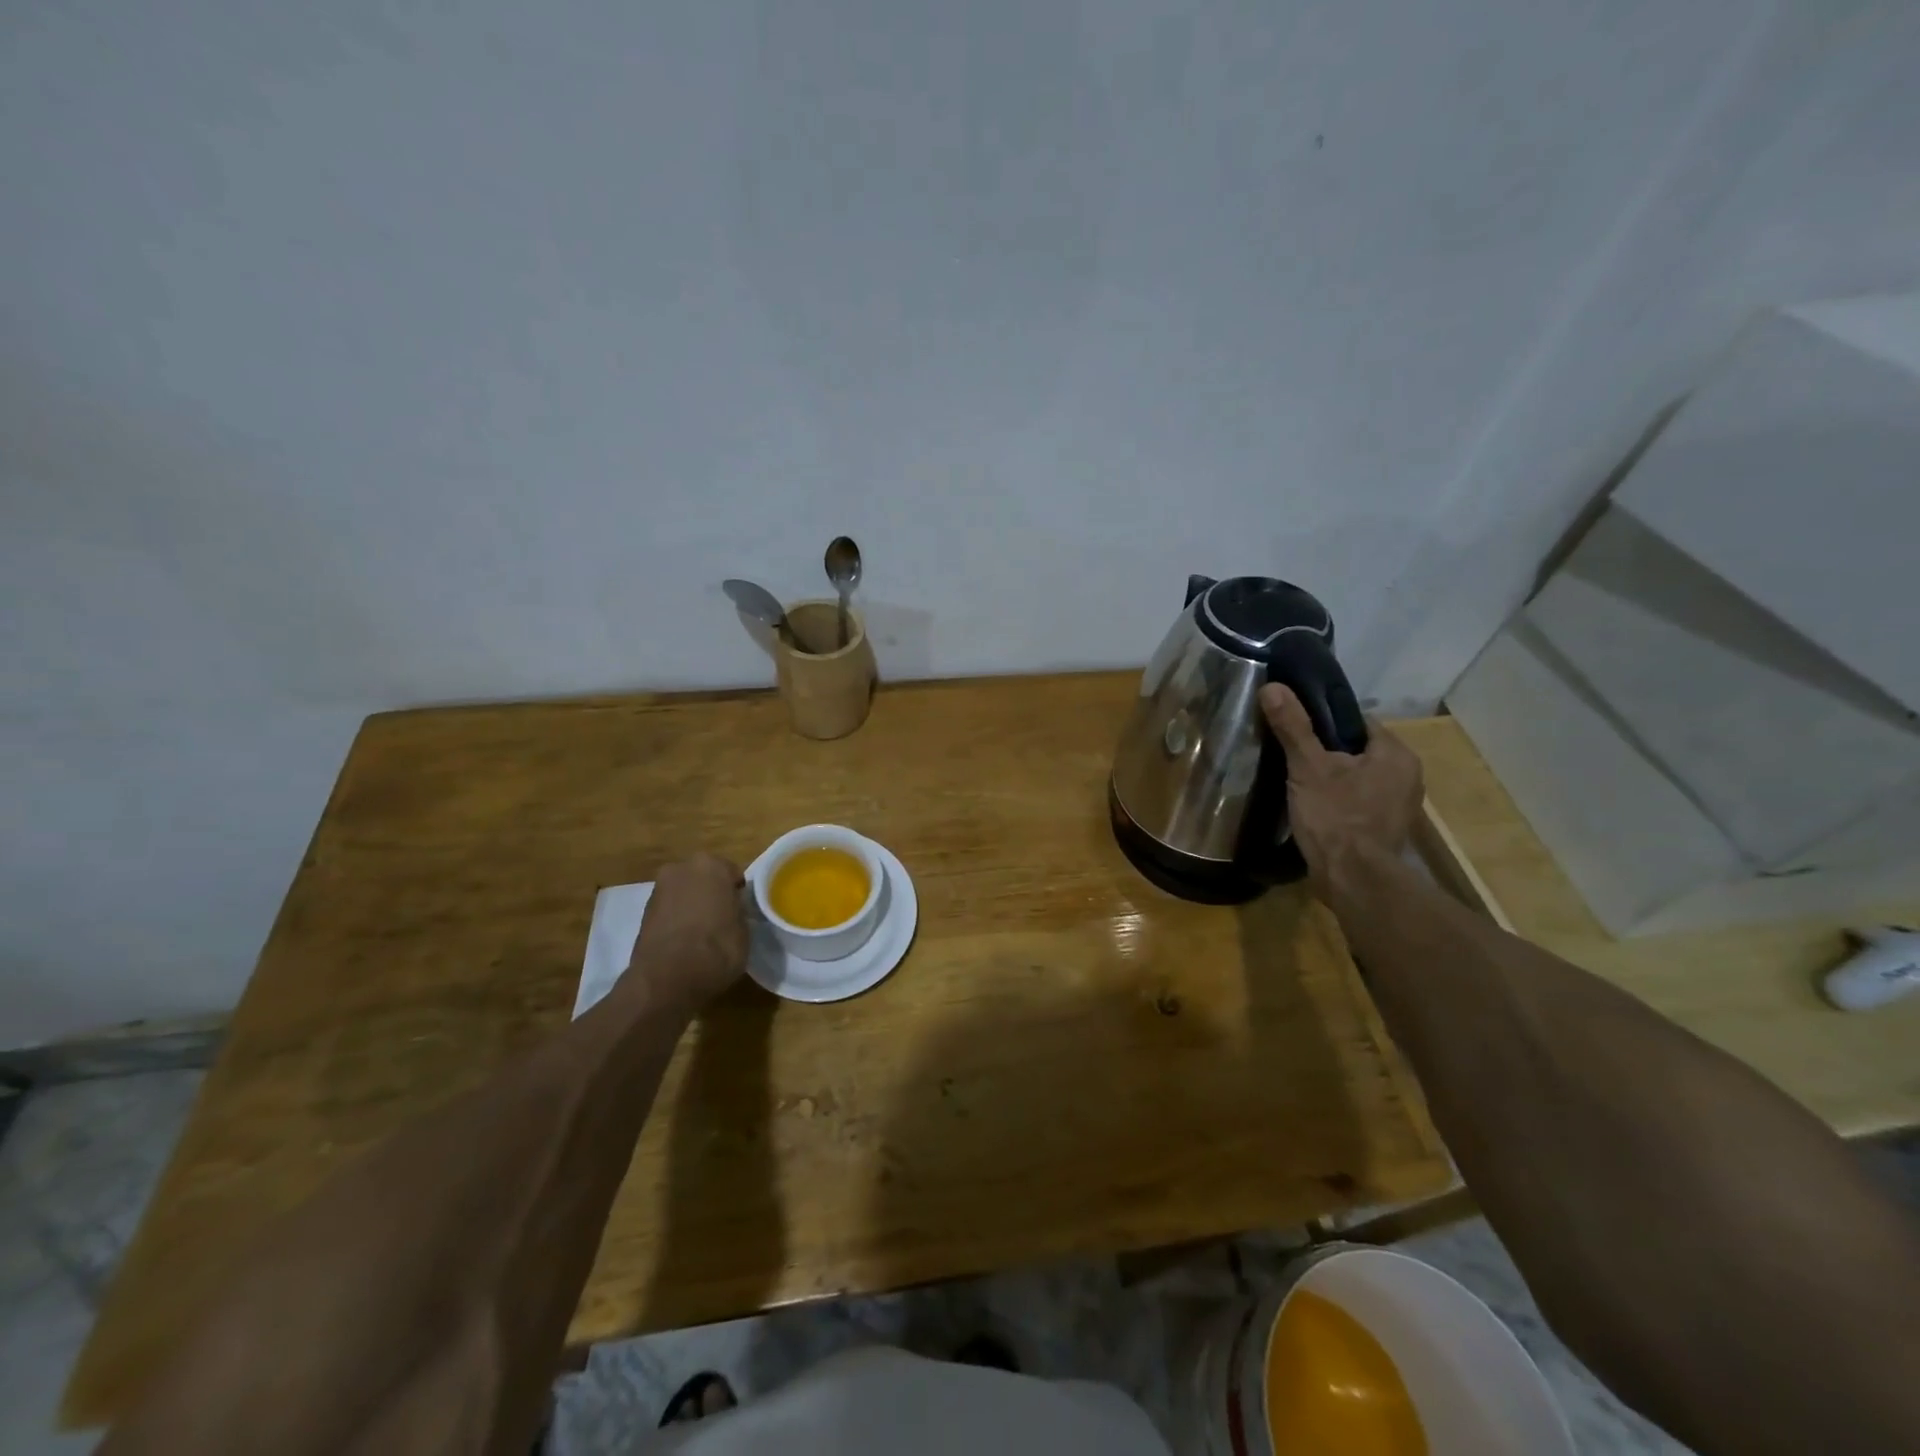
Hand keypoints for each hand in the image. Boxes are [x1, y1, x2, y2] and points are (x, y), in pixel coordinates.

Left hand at [629, 854, 747, 1008]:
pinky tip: (684, 942)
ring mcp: (658, 890)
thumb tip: (732, 911)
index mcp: (711, 865)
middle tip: (722, 918)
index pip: (732, 873)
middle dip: (711, 893)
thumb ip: (737, 911)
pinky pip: (669, 910)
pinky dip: (676, 920)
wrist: (667, 980)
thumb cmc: (717, 949)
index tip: (741, 910)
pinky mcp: (642, 913)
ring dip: (691, 906)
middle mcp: (681, 869)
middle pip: (703, 878)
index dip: (737, 892)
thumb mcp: (744, 930)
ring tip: (702, 934)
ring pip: (683, 893)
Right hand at [1259, 684, 1423, 897]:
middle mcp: (1407, 776)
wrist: (1354, 880)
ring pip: (1359, 778)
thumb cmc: (1335, 817)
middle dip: (1328, 753)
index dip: (1325, 723)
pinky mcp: (1387, 830)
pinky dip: (1340, 801)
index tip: (1297, 730)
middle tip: (1293, 758)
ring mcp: (1400, 806)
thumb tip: (1273, 687)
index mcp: (1396, 754)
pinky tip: (1316, 808)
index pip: (1358, 722)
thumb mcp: (1308, 767)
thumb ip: (1293, 727)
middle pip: (1358, 750)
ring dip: (1334, 779)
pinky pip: (1360, 802)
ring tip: (1299, 782)